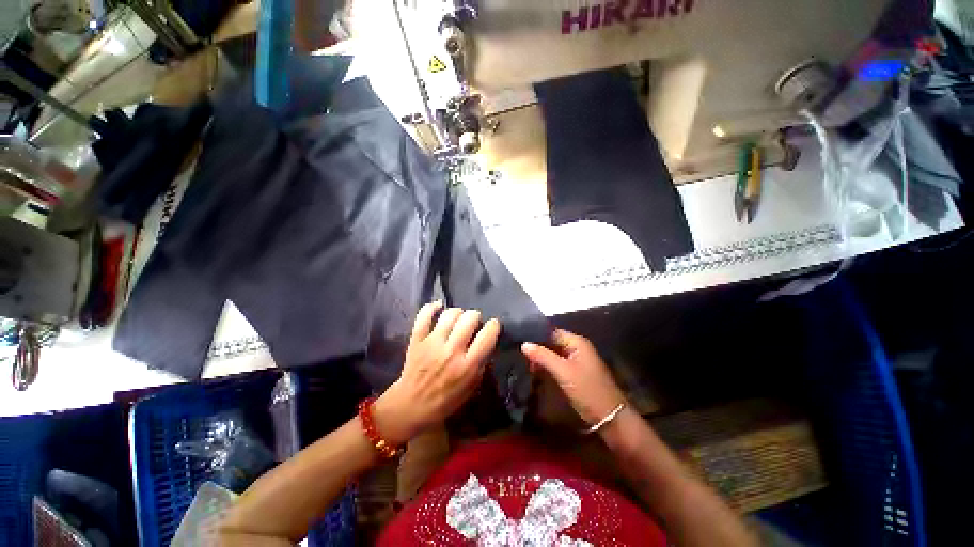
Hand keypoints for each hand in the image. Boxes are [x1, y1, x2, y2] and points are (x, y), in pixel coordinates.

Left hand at [375, 302, 500, 445]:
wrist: (410, 406)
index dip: (494, 326)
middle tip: (473, 324)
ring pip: (450, 314)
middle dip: (476, 317)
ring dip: (458, 313)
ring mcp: (432, 343)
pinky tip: (438, 307)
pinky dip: (432, 307)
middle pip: (470, 318)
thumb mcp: (471, 387)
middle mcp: (451, 351)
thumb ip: (481, 363)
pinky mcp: (417, 339)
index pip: (487, 335)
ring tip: (458, 319)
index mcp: (467, 366)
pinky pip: (424, 315)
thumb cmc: (444, 400)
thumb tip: (486, 342)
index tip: (492, 326)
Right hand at [522, 329, 626, 426]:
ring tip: (525, 363)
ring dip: (542, 358)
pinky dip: (548, 366)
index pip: (552, 332)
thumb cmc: (587, 390)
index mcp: (577, 342)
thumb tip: (524, 344)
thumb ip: (543, 356)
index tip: (520, 340)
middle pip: (553, 342)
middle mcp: (578, 348)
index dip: (537, 335)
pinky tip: (537, 371)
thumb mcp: (563, 372)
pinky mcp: (577, 373)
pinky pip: (559, 364)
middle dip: (538, 348)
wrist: (610, 417)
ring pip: (555, 354)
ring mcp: (578, 361)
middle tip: (521, 354)